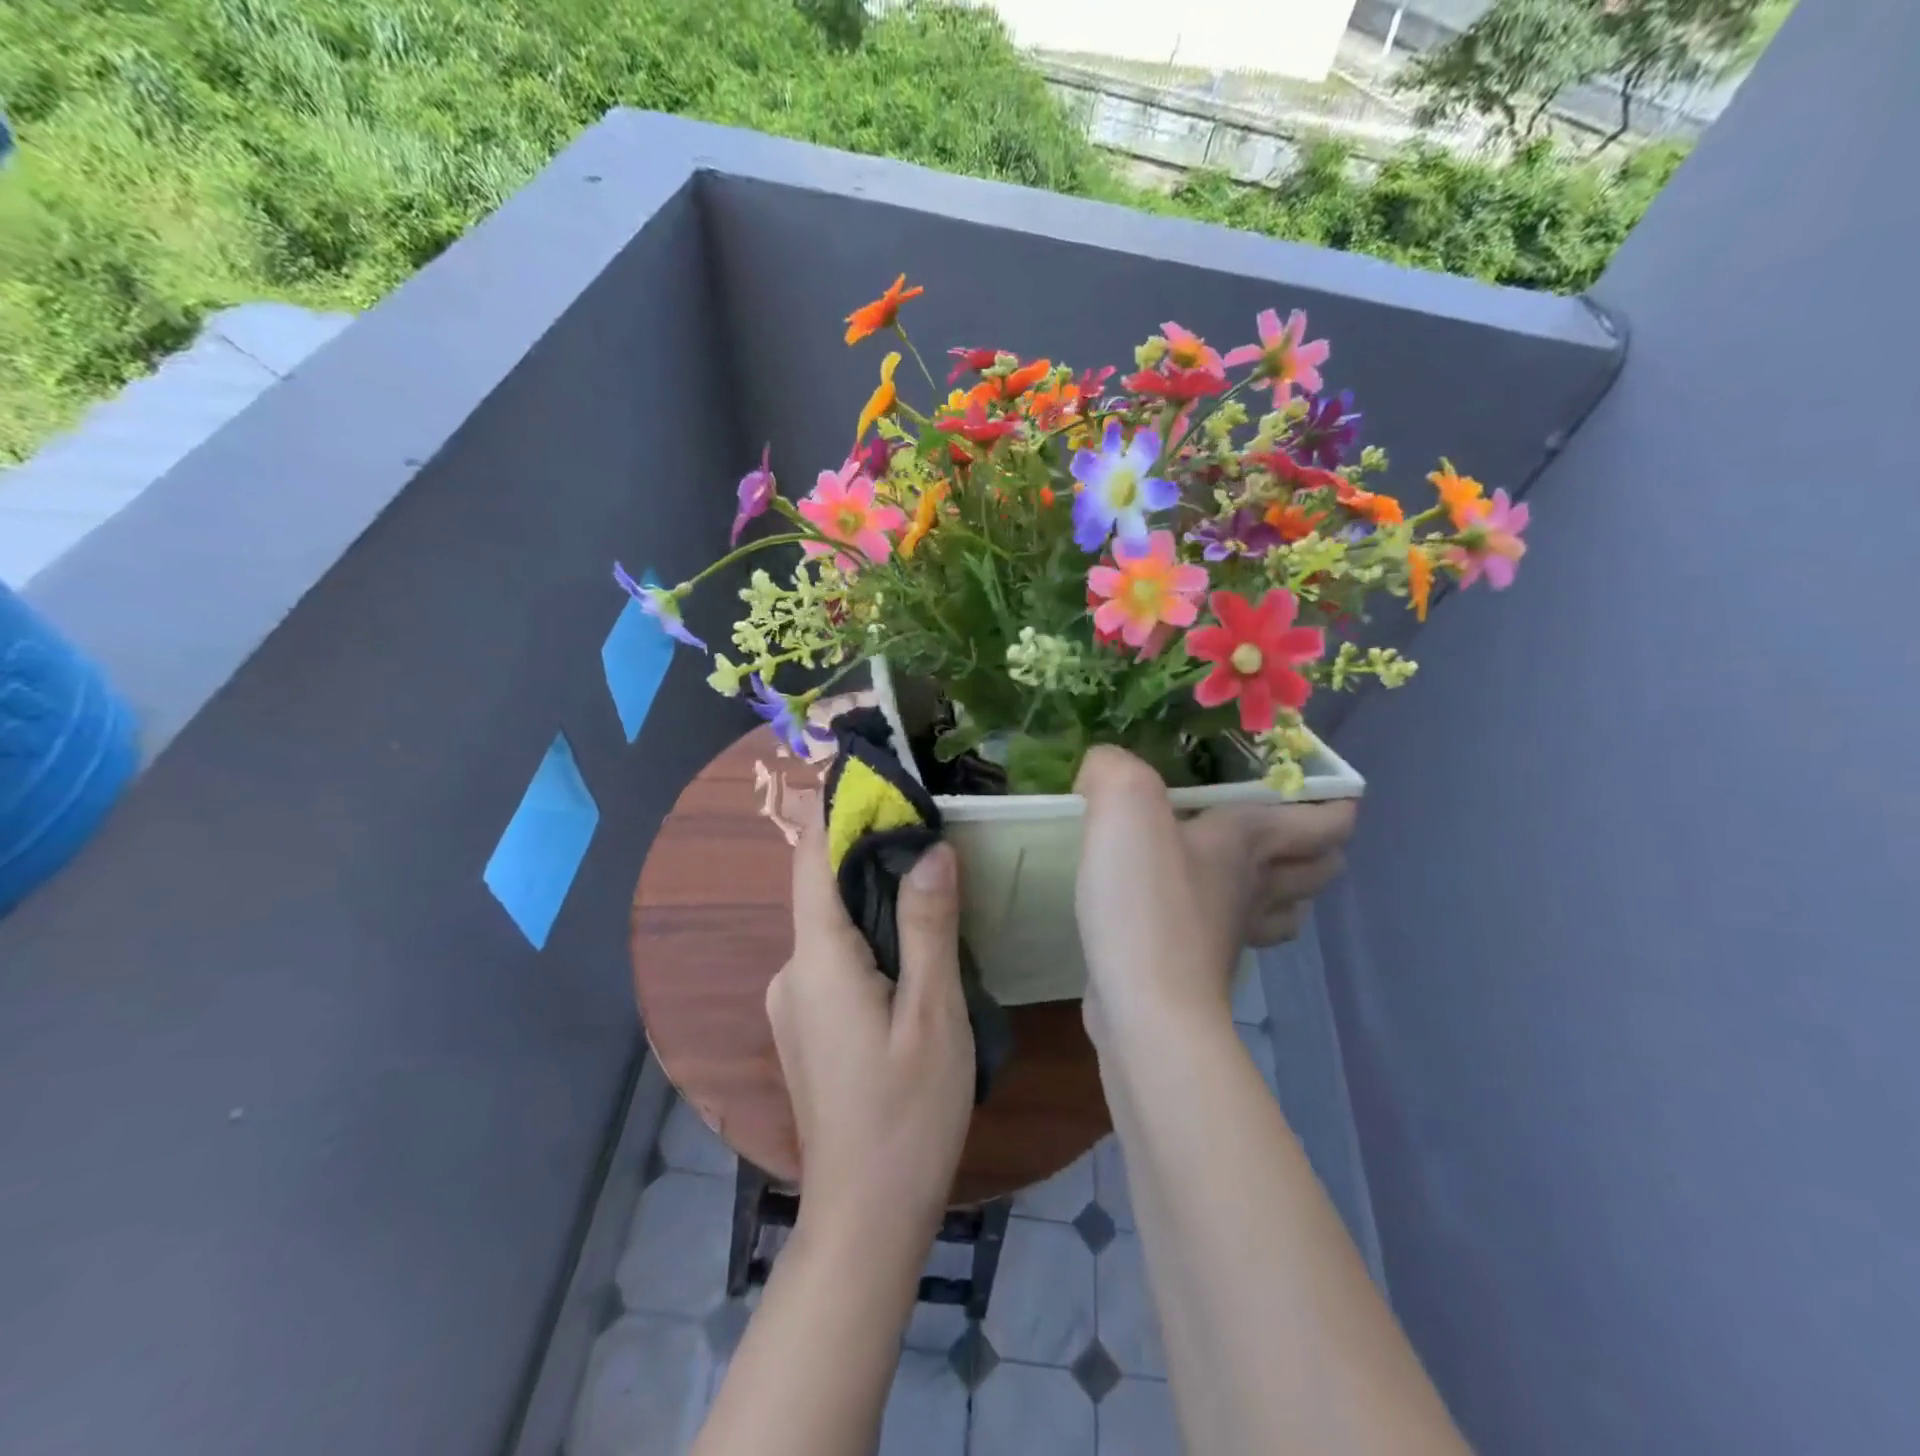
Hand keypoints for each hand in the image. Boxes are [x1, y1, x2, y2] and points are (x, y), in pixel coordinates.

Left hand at [766, 807, 974, 1240]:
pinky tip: (912, 938)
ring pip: (831, 923)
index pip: (813, 860)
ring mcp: (794, 1001)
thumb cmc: (906, 1115)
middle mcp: (792, 971)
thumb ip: (928, 927)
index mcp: (817, 960)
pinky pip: (834, 955)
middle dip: (865, 846)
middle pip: (822, 887)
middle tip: (925, 817)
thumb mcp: (932, 1015)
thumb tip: (931, 849)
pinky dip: (867, 929)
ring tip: (930, 868)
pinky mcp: (808, 1024)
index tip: (865, 769)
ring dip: (871, 890)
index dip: (833, 810)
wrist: (865, 1216)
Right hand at [1074, 747, 1355, 1034]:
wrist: (1143, 1005)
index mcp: (1252, 840)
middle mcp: (1257, 885)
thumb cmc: (1147, 900)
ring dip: (1286, 888)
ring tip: (1255, 867)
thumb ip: (1114, 770)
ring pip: (1287, 908)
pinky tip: (1199, 909)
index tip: (1320, 784)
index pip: (1326, 821)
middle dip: (1317, 845)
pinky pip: (1240, 937)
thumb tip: (1102, 767)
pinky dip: (1236, 921)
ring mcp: (1236, 934)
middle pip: (1320, 868)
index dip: (1336, 801)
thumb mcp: (1124, 807)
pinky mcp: (1204, 968)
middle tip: (1282, 820)